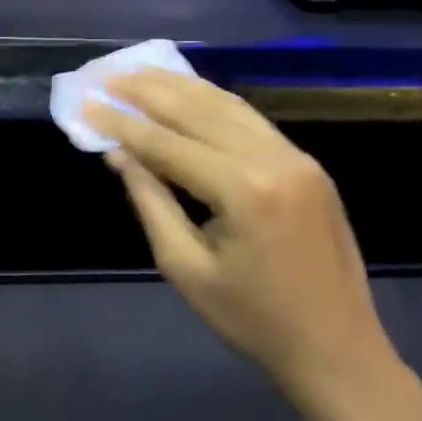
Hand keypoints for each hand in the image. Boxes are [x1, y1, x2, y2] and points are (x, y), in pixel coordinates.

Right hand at [86, 69, 399, 403]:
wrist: (337, 348)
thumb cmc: (252, 319)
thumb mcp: (185, 267)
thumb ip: (150, 201)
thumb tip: (118, 154)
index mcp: (243, 190)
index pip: (167, 143)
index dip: (120, 123)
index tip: (84, 104)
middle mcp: (273, 159)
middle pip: (197, 109)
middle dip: (146, 90)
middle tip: (105, 74)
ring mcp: (296, 157)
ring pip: (226, 104)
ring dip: (178, 86)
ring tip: (137, 72)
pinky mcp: (306, 163)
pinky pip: (249, 119)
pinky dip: (211, 100)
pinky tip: (185, 91)